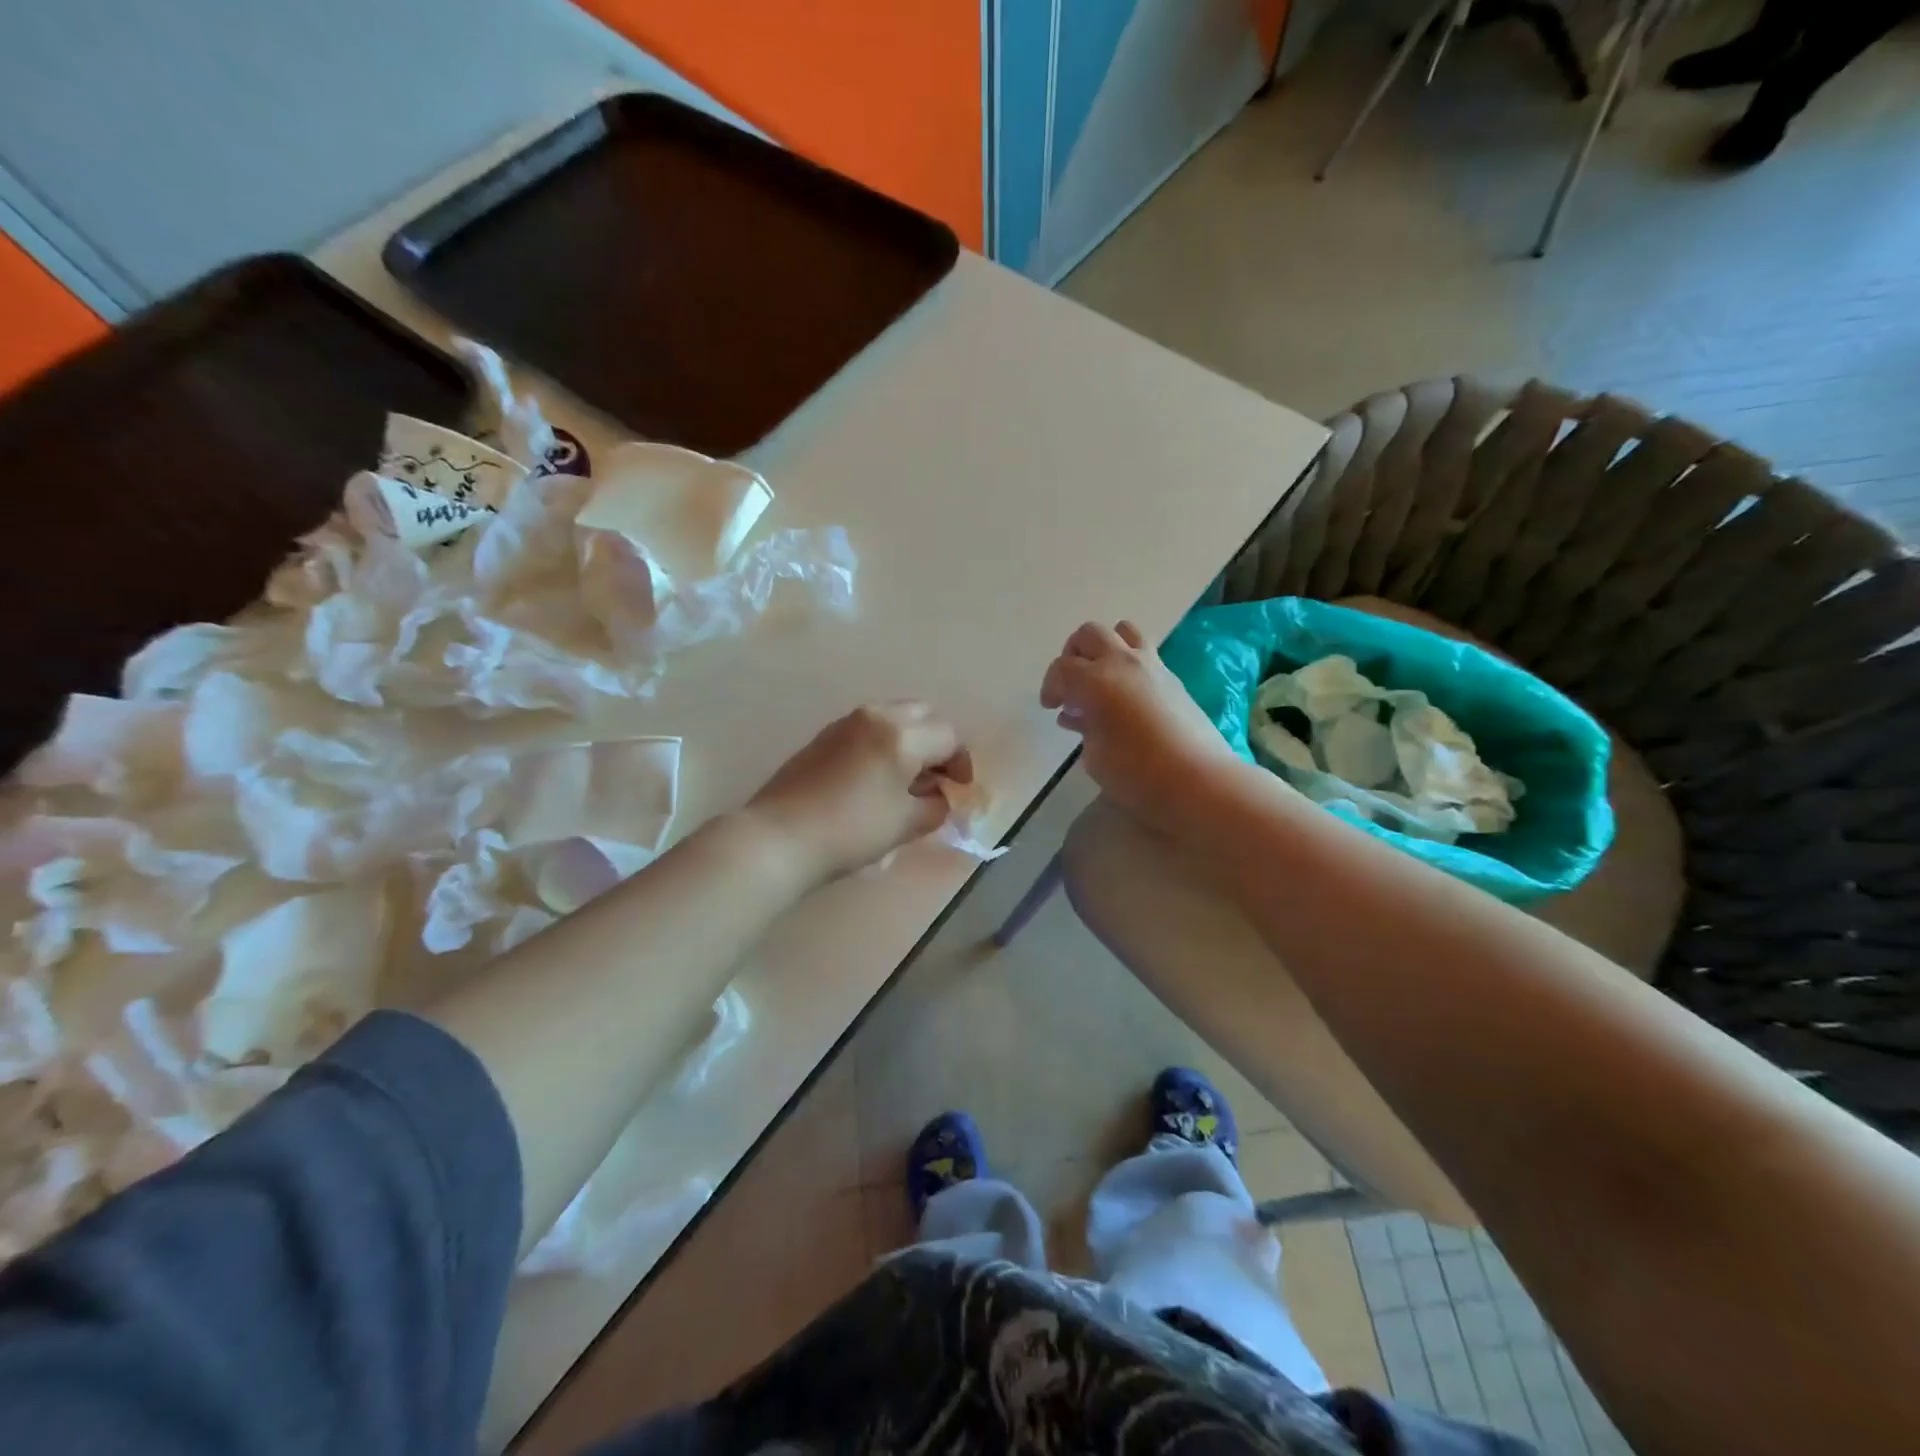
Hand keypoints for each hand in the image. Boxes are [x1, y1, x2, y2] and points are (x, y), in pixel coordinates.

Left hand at [745, 703, 971, 884]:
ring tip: (907, 779)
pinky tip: (877, 777)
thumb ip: (934, 806)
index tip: (959, 789)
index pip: (948, 736)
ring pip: (894, 717)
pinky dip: (884, 742)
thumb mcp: (905, 824)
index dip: (960, 763)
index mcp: (902, 734)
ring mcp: (846, 722)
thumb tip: (938, 797)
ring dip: (910, 740)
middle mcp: (876, 716)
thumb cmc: (851, 831)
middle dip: (937, 742)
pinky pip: (868, 727)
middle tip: (936, 777)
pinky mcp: (824, 735)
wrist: (779, 837)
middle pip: (923, 715)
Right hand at [1040, 620, 1235, 837]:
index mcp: (1095, 681)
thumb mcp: (1094, 756)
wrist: (1198, 780)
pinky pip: (1145, 652)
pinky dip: (1129, 663)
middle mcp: (1122, 662)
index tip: (1051, 707)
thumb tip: (1079, 715)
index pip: (1061, 668)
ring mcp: (1152, 665)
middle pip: (1089, 634)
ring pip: (1123, 630)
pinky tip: (1127, 695)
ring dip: (1105, 647)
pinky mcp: (1173, 677)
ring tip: (1102, 676)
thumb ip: (1083, 728)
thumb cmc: (1136, 774)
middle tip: (1072, 685)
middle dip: (1073, 655)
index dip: (1050, 686)